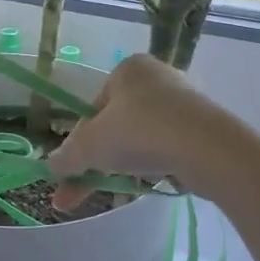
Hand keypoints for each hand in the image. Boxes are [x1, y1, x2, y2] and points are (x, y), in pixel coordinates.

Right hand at [48, 54, 247, 208]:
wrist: (208, 149)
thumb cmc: (140, 133)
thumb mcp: (90, 146)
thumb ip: (67, 157)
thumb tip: (51, 165)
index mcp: (127, 69)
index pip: (92, 108)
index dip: (79, 142)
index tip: (73, 170)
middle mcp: (157, 77)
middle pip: (116, 124)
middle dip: (98, 160)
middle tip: (82, 191)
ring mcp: (185, 102)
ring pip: (142, 138)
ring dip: (125, 164)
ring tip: (119, 190)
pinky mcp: (205, 127)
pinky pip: (168, 147)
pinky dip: (155, 164)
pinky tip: (152, 182)